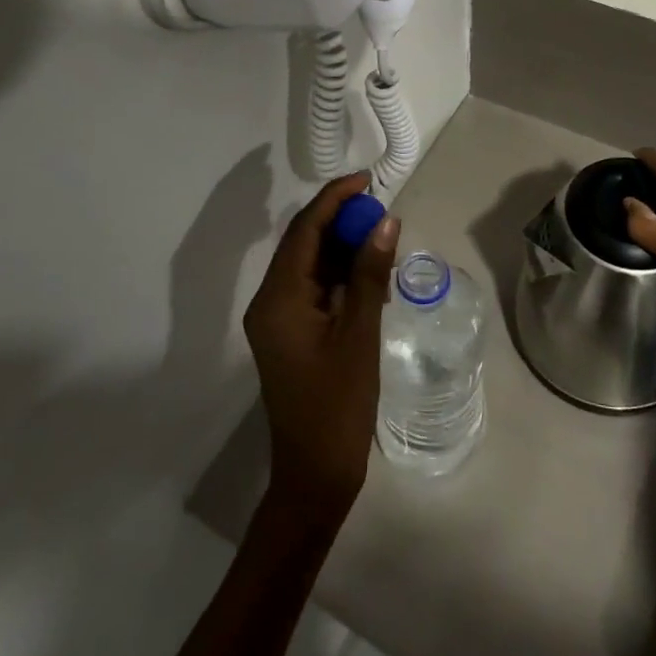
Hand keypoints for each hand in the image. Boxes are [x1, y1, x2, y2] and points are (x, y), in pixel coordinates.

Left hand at [243, 172, 399, 530]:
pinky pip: (315, 290)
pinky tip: (372, 278)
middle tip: (382, 210)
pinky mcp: (291, 334)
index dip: (334, 199)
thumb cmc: (338, 406)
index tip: (367, 180)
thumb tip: (385, 221)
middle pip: (304, 244)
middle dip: (341, 221)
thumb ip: (370, 275)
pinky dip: (342, 277)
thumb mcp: (360, 335)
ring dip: (344, 249)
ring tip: (383, 239)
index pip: (304, 231)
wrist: (315, 475)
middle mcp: (270, 302)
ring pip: (311, 266)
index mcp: (278, 299)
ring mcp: (278, 320)